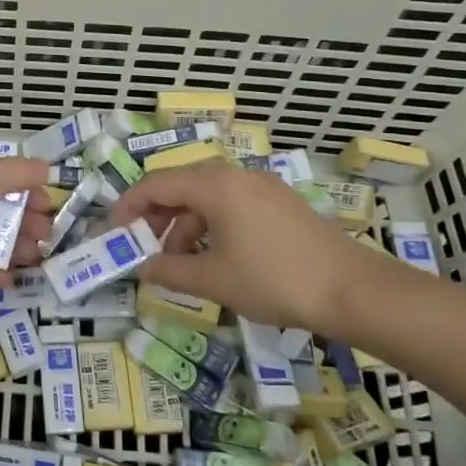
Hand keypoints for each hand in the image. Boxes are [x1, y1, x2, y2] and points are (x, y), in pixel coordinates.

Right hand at [107, 161, 386, 337]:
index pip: (155, 185)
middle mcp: (236, 175)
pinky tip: (216, 259)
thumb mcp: (214, 279)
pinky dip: (212, 227)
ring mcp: (262, 187)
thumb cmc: (274, 279)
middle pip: (180, 188)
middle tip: (143, 251)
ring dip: (185, 228)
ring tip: (183, 265)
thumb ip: (170, 270)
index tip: (112, 233)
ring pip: (207, 199)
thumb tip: (142, 268)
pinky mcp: (281, 204)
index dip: (127, 207)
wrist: (354, 290)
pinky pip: (231, 206)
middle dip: (156, 219)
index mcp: (215, 185)